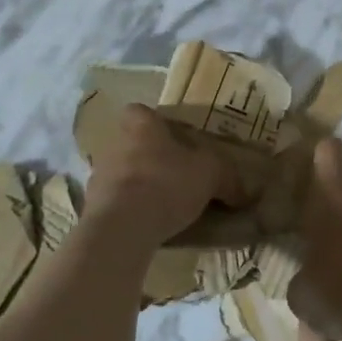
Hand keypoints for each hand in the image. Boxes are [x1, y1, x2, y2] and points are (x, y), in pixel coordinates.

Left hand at [84, 105, 247, 248]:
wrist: (121, 228)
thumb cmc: (166, 184)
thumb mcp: (210, 175)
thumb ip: (228, 178)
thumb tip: (249, 192)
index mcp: (140, 125)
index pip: (141, 111)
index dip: (157, 123)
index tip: (174, 138)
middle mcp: (114, 144)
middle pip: (133, 144)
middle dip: (152, 157)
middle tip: (177, 175)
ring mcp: (99, 177)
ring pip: (123, 174)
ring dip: (140, 186)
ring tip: (166, 206)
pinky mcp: (92, 208)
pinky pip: (116, 204)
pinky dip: (131, 212)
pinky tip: (151, 227)